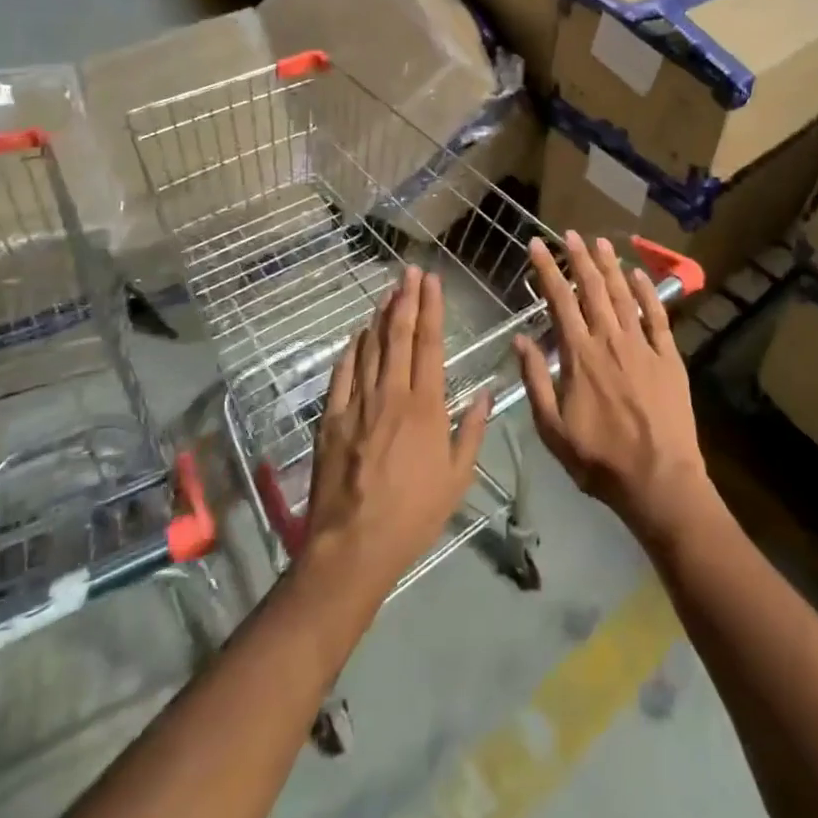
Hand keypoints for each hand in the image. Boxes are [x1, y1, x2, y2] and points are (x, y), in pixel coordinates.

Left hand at [303, 267, 492, 600]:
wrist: (353, 546)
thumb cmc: (413, 514)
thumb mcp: (457, 477)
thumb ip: (471, 431)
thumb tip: (487, 394)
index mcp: (425, 407)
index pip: (429, 345)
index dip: (431, 309)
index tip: (431, 281)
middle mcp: (391, 395)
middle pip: (398, 336)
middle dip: (405, 299)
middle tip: (409, 271)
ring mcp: (357, 404)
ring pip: (369, 349)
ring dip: (380, 317)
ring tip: (388, 291)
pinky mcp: (331, 419)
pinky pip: (341, 374)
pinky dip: (350, 350)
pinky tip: (357, 336)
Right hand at [515, 233, 713, 547]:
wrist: (658, 479)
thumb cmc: (599, 459)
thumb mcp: (552, 428)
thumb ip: (535, 380)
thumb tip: (520, 339)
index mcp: (580, 356)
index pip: (559, 301)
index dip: (546, 270)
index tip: (536, 245)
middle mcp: (610, 340)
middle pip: (593, 289)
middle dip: (578, 258)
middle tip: (569, 233)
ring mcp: (642, 346)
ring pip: (624, 295)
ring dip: (610, 266)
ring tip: (600, 242)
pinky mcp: (669, 357)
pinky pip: (657, 317)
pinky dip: (648, 292)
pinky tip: (640, 274)